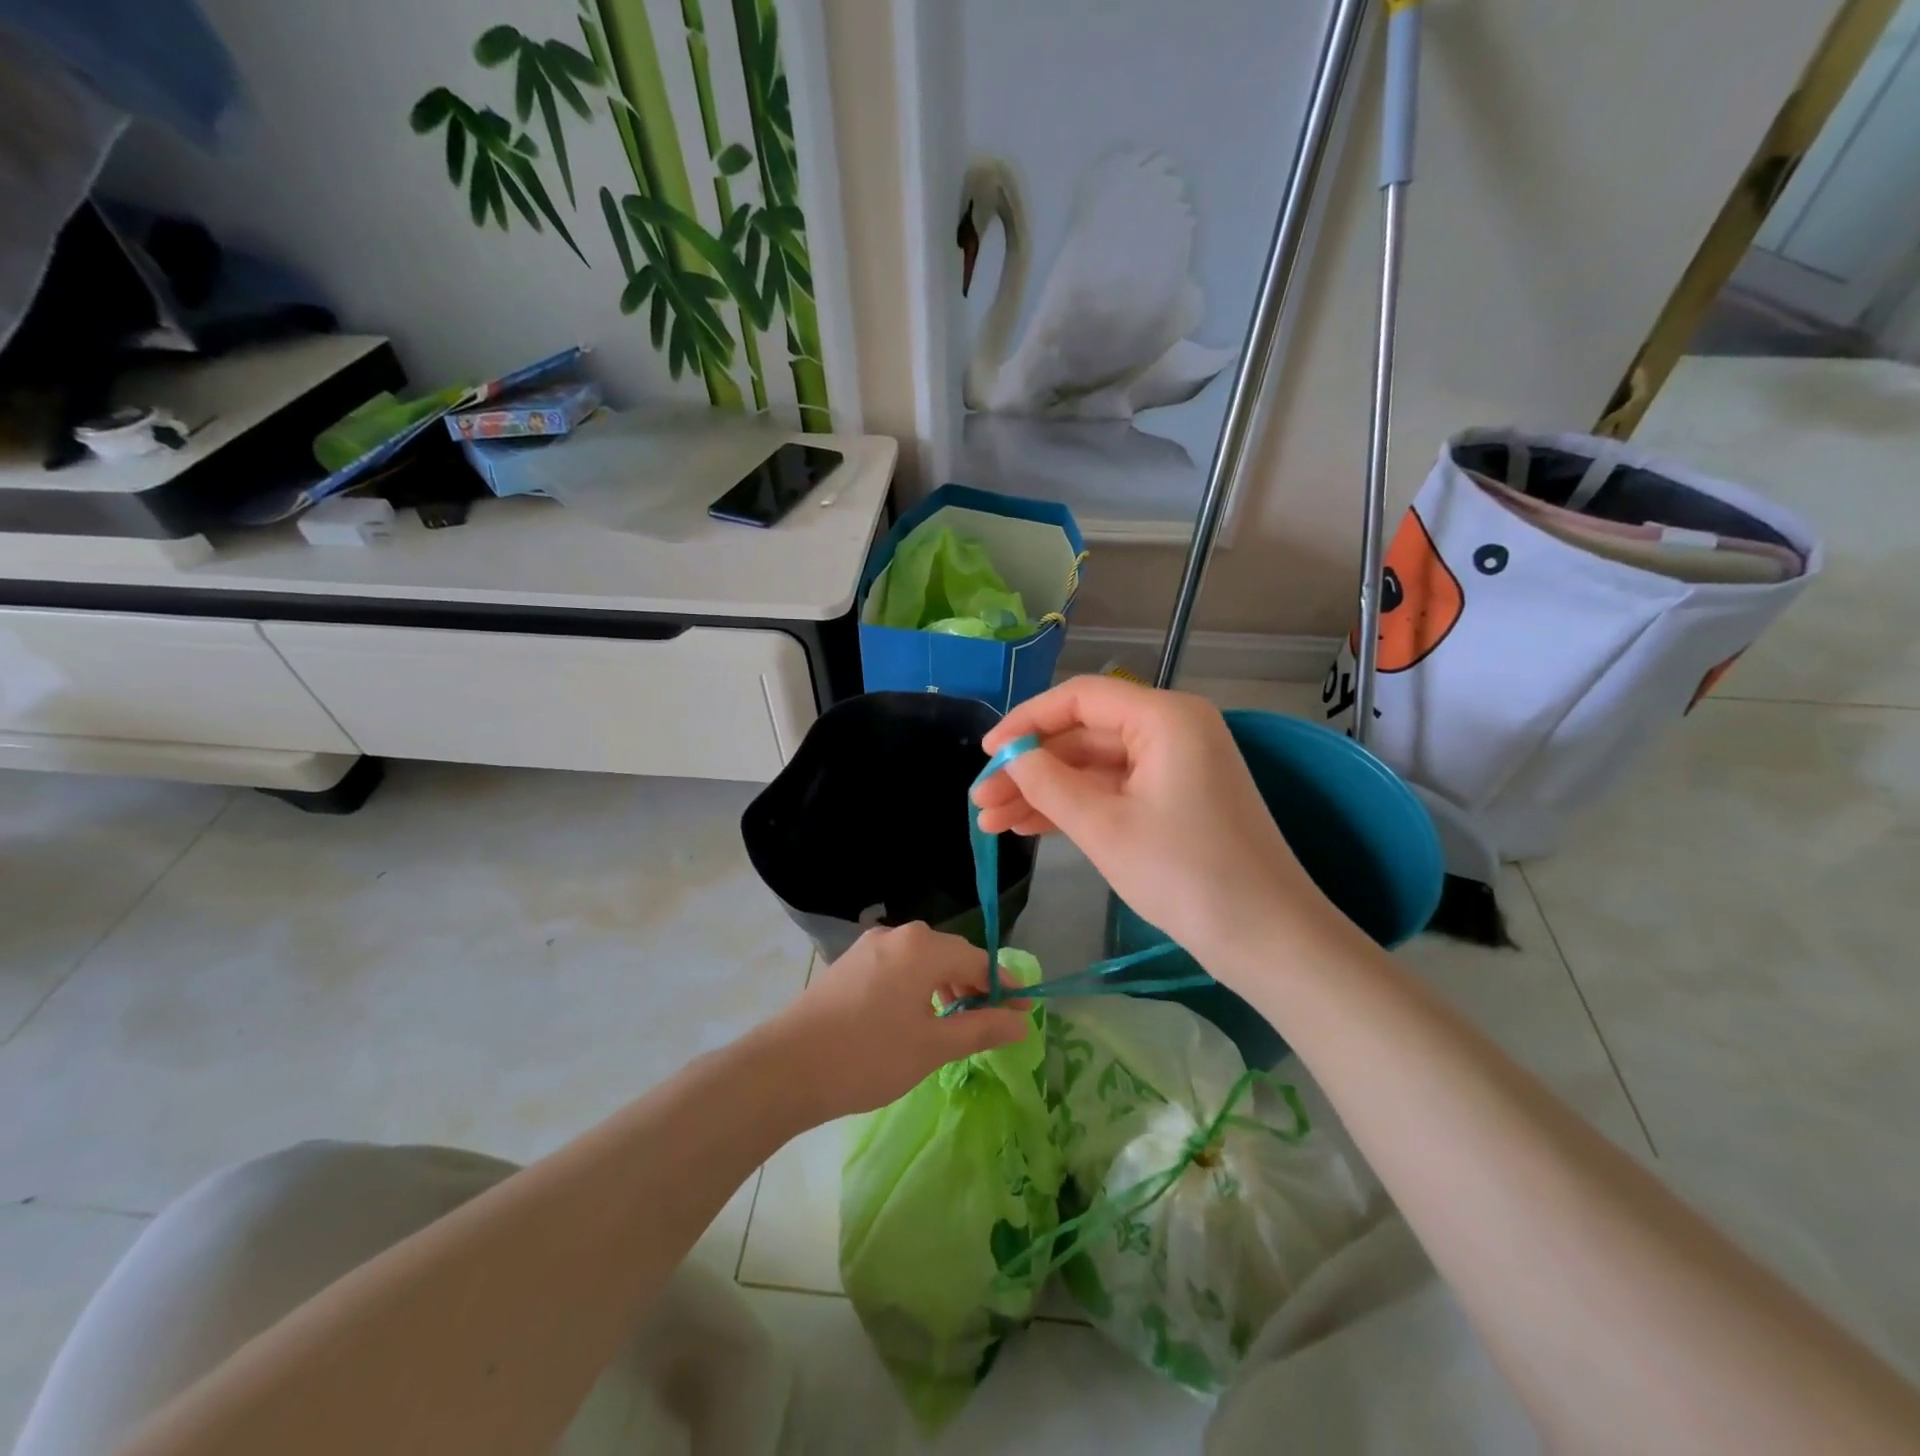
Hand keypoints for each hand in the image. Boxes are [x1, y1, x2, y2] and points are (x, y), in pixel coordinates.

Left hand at [766, 923, 1030, 1120]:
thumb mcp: (933, 1046)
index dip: (1004, 985)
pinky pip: (898, 966)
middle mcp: (897, 935)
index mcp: (922, 947)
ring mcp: (869, 947)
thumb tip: (1021, 1022)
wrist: (787, 1067)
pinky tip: (916, 1015)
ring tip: (956, 1021)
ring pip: (922, 960)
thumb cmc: (869, 1056)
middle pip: (950, 954)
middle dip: (975, 985)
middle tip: (993, 1019)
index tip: (1024, 1011)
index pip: (978, 960)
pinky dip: (918, 986)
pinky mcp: (849, 964)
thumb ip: (981, 1029)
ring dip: (946, 985)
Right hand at [972, 676, 1338, 975]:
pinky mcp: (1175, 801)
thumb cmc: (1185, 874)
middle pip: (1084, 735)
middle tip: (981, 801)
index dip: (1026, 721)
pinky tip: (1029, 827)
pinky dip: (1075, 808)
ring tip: (992, 822)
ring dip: (1045, 792)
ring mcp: (1176, 767)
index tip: (986, 753)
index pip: (1080, 698)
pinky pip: (1114, 791)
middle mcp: (1172, 730)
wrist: (1267, 940)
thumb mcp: (1105, 827)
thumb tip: (1012, 757)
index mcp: (1165, 717)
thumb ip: (1049, 784)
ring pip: (1095, 767)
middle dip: (1030, 768)